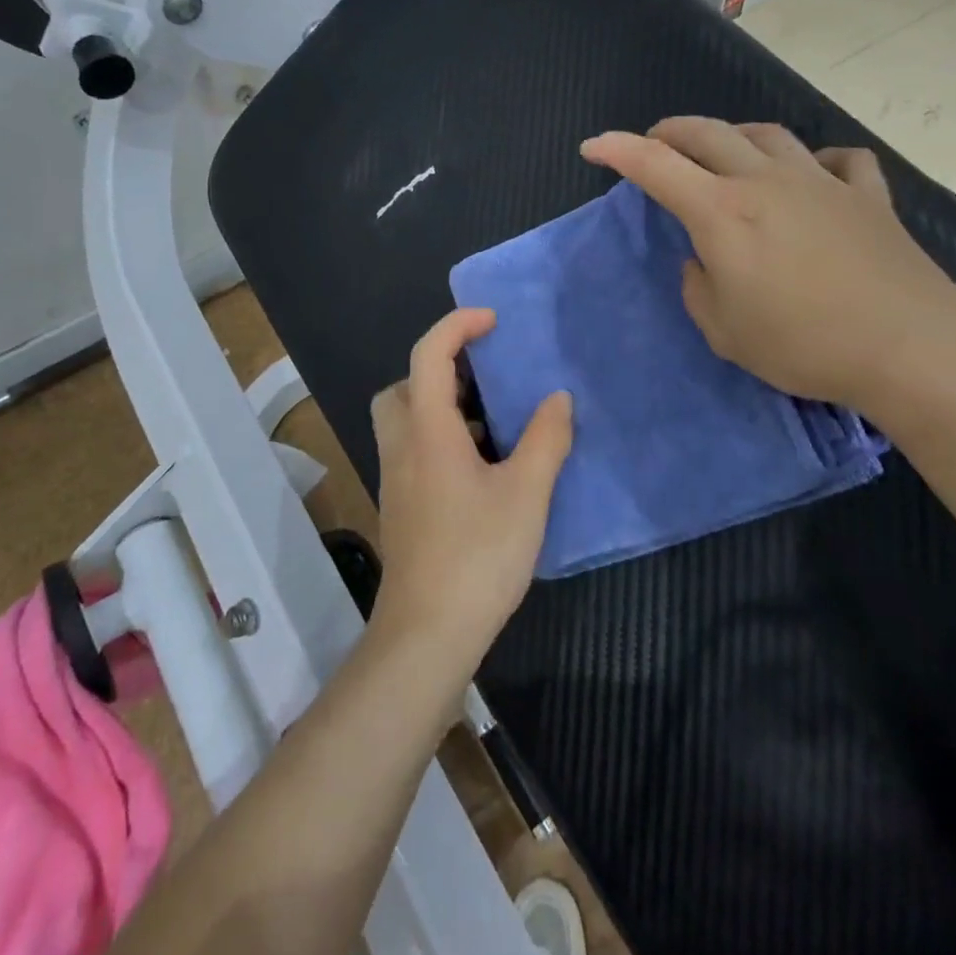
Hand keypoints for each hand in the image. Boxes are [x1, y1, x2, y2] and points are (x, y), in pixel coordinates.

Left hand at [369, 309, 573, 670]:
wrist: (426, 633)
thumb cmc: (477, 555)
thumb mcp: (526, 493)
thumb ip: (545, 439)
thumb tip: (558, 398)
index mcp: (427, 430)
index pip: (429, 354)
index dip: (457, 326)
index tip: (493, 321)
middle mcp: (402, 446)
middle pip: (404, 386)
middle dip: (440, 369)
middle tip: (485, 378)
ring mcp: (397, 479)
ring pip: (406, 420)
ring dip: (442, 405)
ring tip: (493, 420)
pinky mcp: (403, 506)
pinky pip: (414, 449)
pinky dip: (441, 437)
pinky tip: (483, 466)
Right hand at [580, 117, 955, 414]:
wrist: (909, 346)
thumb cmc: (802, 343)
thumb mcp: (723, 331)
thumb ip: (698, 287)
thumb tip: (704, 260)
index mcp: (722, 212)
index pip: (655, 166)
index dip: (617, 150)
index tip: (592, 147)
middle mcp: (765, 181)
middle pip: (707, 133)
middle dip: (669, 132)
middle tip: (653, 143)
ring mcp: (820, 181)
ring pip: (767, 135)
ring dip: (733, 136)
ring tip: (723, 151)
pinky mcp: (866, 195)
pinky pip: (837, 160)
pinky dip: (816, 161)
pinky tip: (813, 175)